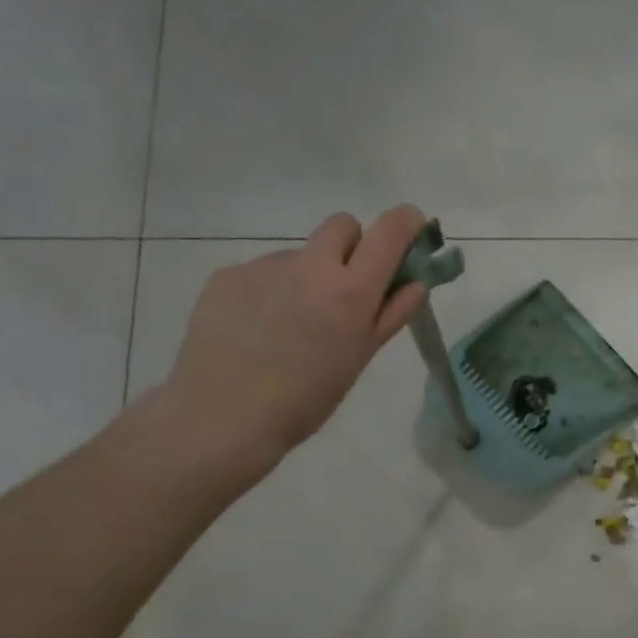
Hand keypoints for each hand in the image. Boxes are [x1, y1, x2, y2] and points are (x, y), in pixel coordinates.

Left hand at [160, 206, 427, 470]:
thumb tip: (414, 283)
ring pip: (300, 254)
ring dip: (307, 275)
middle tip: (347, 285)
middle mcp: (310, 266)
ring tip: (291, 324)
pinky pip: (263, 272)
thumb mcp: (360, 358)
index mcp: (351, 290)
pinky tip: (258, 328)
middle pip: (341, 225)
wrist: (222, 417)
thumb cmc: (307, 398)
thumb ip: (391, 314)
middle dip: (353, 244)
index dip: (406, 221)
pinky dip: (270, 291)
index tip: (411, 226)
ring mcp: (265, 267)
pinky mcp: (227, 275)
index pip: (388, 232)